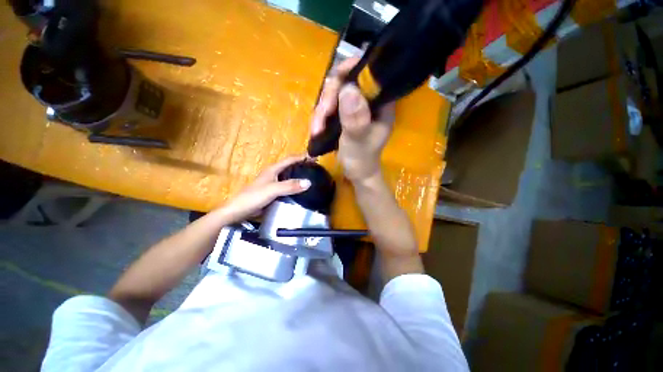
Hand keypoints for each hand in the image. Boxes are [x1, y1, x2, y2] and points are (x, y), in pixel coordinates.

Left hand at [220, 156, 310, 221]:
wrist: (239, 211)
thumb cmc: (254, 197)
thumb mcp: (273, 190)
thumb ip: (290, 186)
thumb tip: (309, 182)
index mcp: (273, 169)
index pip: (290, 159)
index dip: (302, 157)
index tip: (315, 157)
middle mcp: (274, 174)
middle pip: (291, 166)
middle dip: (303, 165)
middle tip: (316, 168)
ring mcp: (274, 183)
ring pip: (289, 177)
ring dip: (300, 176)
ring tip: (312, 178)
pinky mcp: (274, 192)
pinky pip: (288, 187)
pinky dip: (295, 186)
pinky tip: (302, 191)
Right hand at [311, 58, 394, 181]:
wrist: (357, 173)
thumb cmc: (361, 160)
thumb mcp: (358, 140)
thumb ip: (354, 118)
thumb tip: (348, 88)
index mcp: (381, 103)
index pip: (368, 74)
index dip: (349, 71)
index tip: (333, 84)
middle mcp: (369, 100)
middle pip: (345, 82)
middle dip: (328, 100)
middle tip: (320, 119)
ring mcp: (355, 107)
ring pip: (334, 95)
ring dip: (321, 112)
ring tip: (316, 130)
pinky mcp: (345, 114)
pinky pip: (329, 106)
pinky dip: (320, 117)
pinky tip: (316, 129)